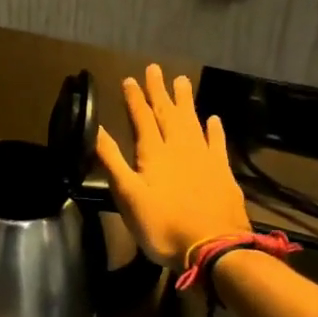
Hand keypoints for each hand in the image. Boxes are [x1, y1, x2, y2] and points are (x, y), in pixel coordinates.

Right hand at [95, 65, 250, 266]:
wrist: (213, 247)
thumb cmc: (162, 225)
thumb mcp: (128, 195)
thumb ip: (112, 160)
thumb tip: (95, 128)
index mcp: (154, 153)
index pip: (142, 118)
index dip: (135, 98)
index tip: (130, 79)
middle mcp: (180, 148)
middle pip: (168, 113)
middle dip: (159, 91)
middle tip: (155, 69)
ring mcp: (204, 158)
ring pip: (192, 122)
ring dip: (185, 102)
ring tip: (181, 81)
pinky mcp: (222, 173)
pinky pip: (217, 143)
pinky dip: (214, 129)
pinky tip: (213, 119)